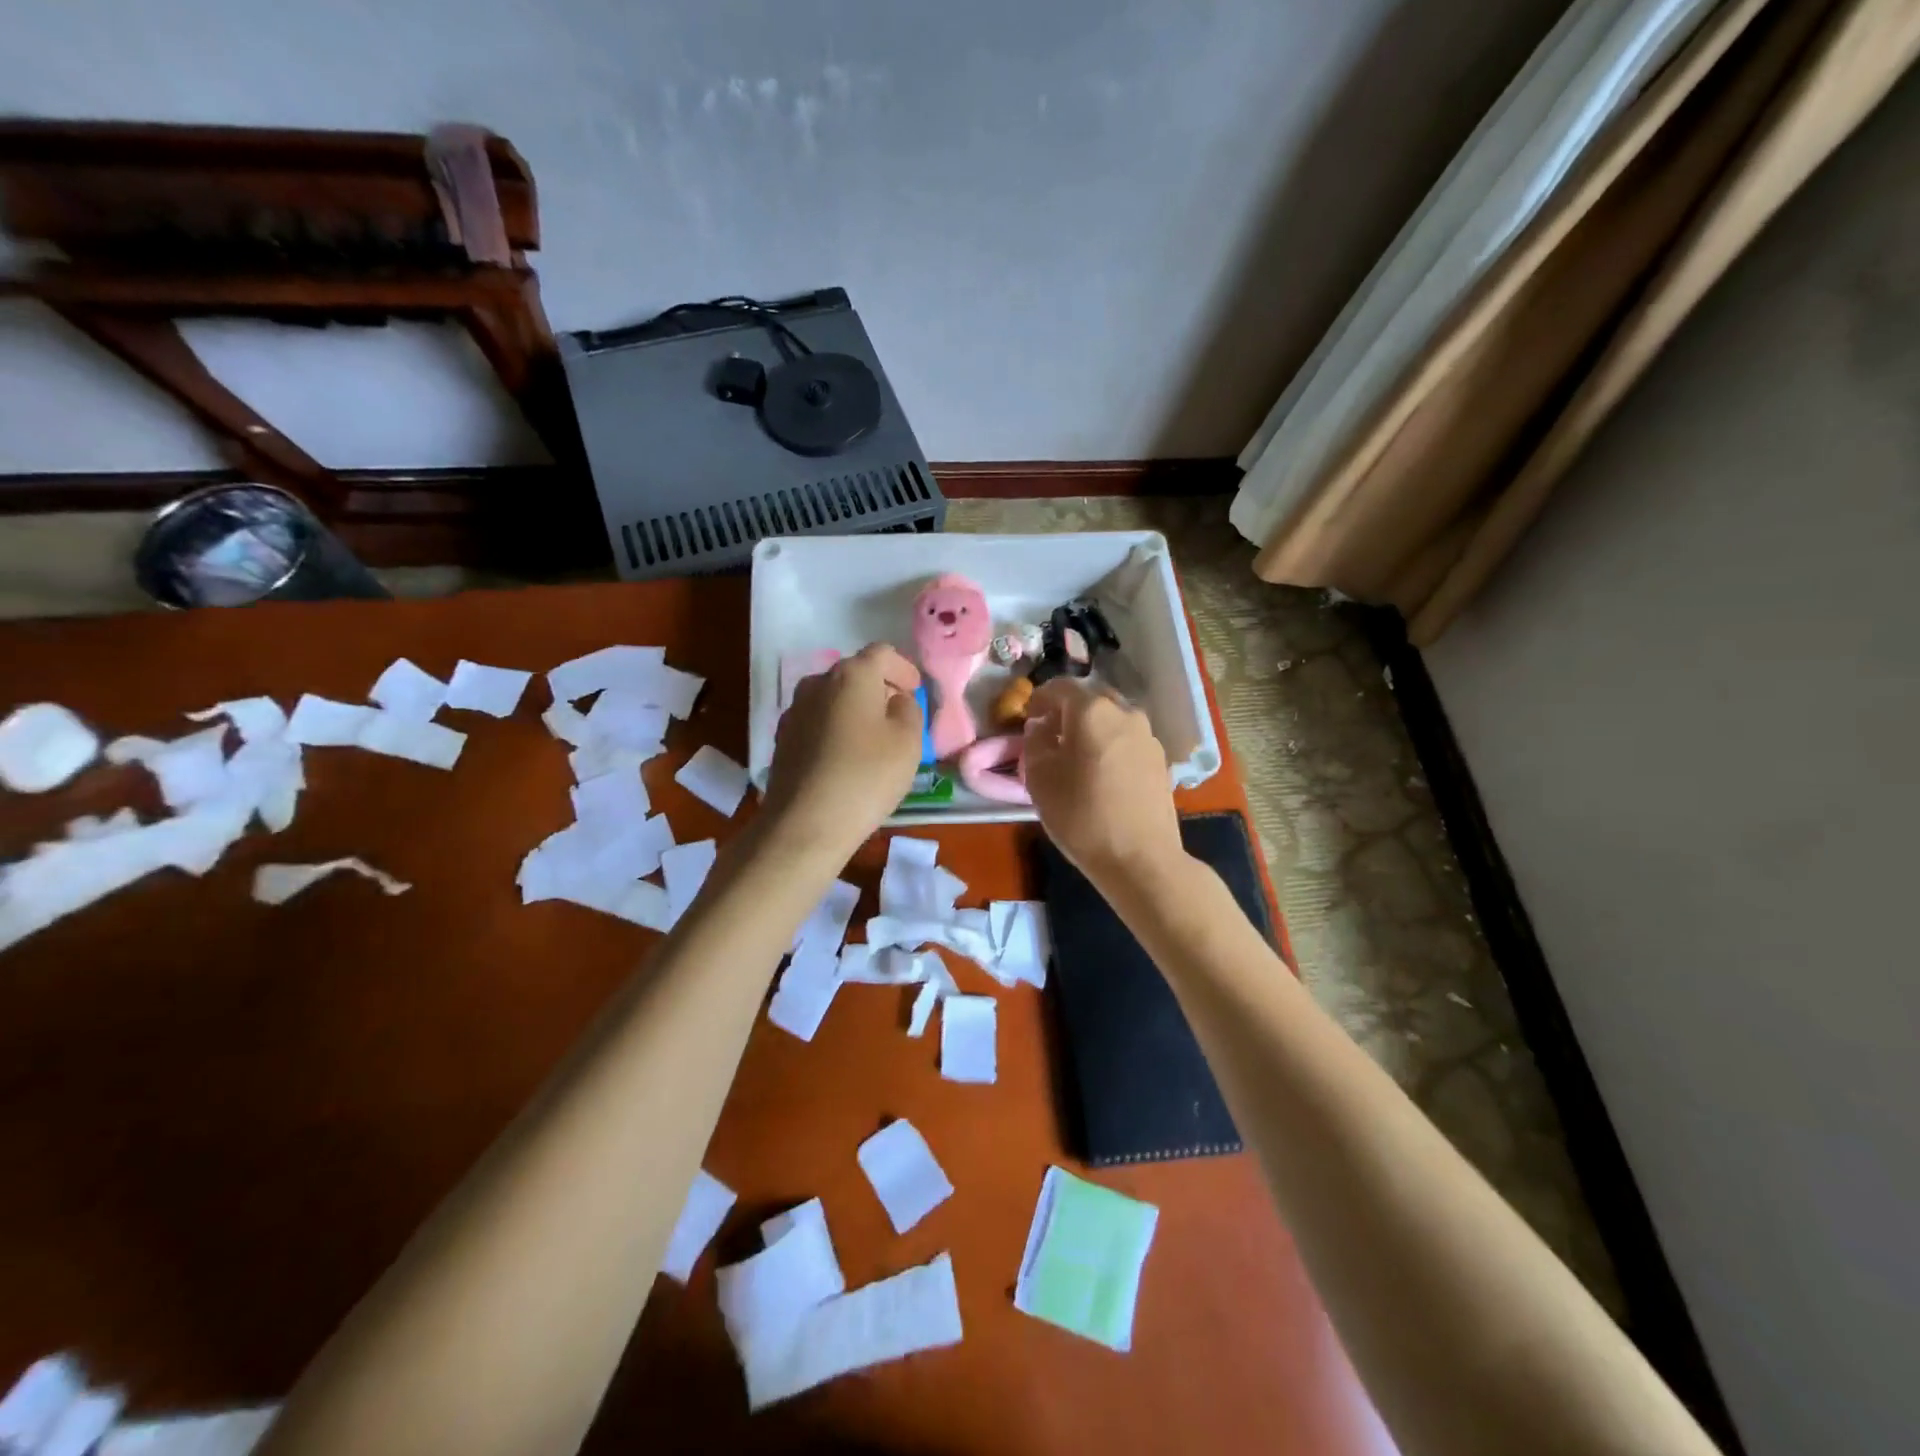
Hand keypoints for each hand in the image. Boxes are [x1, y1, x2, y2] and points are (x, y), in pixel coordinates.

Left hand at [762, 644, 923, 859]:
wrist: (805, 823)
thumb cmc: (867, 776)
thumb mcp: (908, 741)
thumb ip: (908, 709)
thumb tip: (895, 700)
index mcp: (852, 675)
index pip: (882, 653)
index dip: (903, 668)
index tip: (915, 690)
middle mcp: (817, 683)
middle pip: (854, 673)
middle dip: (879, 688)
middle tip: (898, 714)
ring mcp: (794, 711)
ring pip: (833, 698)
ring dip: (855, 709)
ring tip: (873, 738)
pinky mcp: (783, 739)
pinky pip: (817, 722)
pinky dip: (835, 729)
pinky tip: (846, 757)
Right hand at [1023, 678, 1184, 891]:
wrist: (1139, 857)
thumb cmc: (1081, 816)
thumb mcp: (1039, 778)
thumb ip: (1035, 742)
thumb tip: (1041, 727)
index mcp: (1092, 710)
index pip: (1059, 687)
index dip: (1038, 699)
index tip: (1027, 718)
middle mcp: (1124, 713)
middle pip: (1090, 699)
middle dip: (1067, 711)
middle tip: (1050, 736)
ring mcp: (1147, 736)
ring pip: (1112, 719)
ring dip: (1091, 728)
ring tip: (1077, 757)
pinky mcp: (1160, 760)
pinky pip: (1127, 740)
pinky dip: (1110, 745)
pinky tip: (1102, 774)